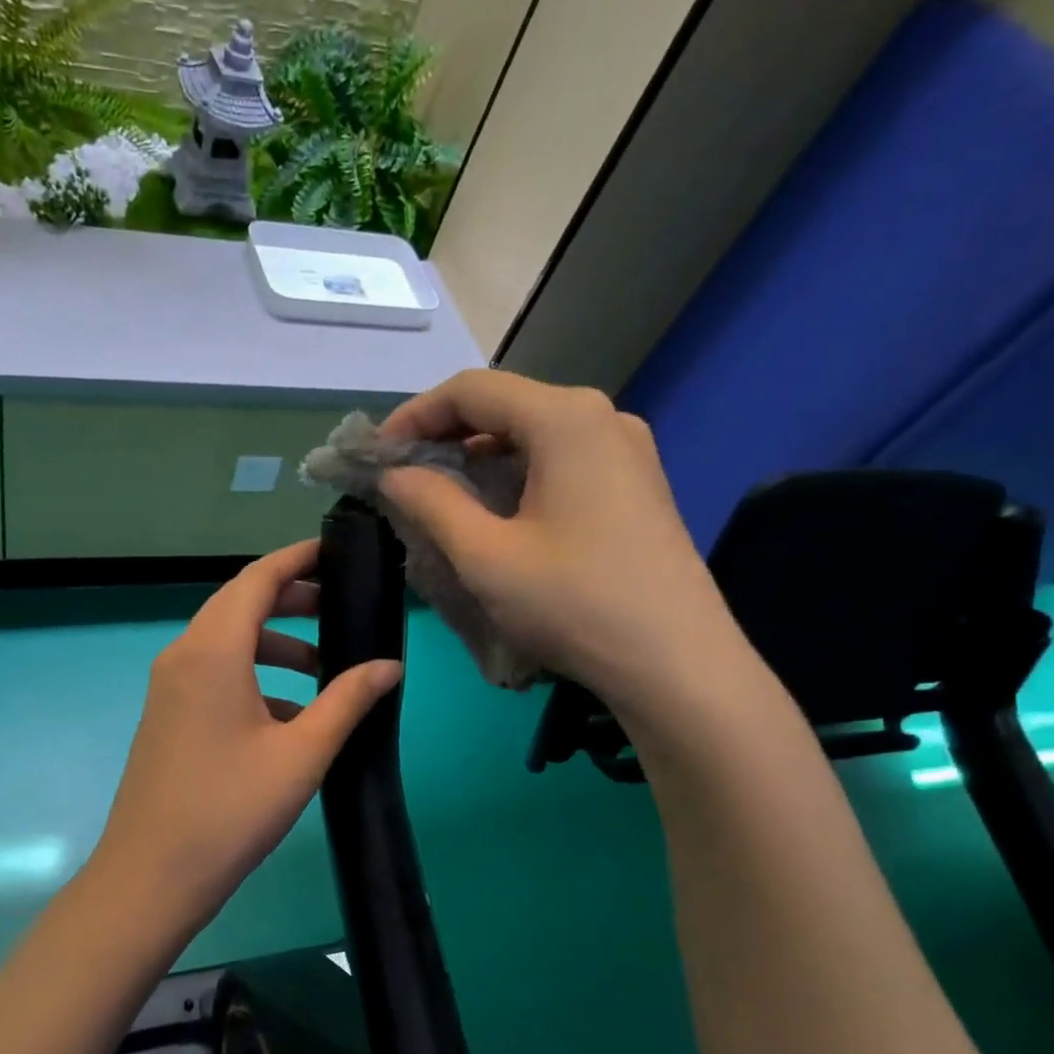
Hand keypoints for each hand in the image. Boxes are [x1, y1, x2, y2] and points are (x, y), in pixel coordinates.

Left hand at [91, 540, 403, 930]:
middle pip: (239, 603)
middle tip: (340, 608)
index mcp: (212, 651)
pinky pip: (213, 672)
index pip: (257, 579)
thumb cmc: (231, 811)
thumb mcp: (302, 754)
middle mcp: (183, 654)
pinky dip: (252, 674)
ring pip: (226, 640)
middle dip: (291, 598)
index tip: (337, 553)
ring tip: (323, 668)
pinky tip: (288, 713)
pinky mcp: (166, 713)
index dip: (297, 558)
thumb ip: (347, 701)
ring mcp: (168, 685)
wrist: (151, 875)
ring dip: (274, 642)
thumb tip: (389, 666)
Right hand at [379, 369, 745, 722]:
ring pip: (533, 433)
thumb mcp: (486, 555)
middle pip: (505, 405)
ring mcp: (626, 450)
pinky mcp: (636, 483)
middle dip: (444, 435)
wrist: (676, 664)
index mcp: (566, 418)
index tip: (377, 454)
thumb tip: (394, 473)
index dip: (414, 415)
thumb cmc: (574, 603)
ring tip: (438, 495)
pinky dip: (515, 473)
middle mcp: (602, 417)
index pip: (471, 390)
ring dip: (478, 456)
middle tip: (400, 476)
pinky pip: (561, 459)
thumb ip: (431, 502)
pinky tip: (493, 510)